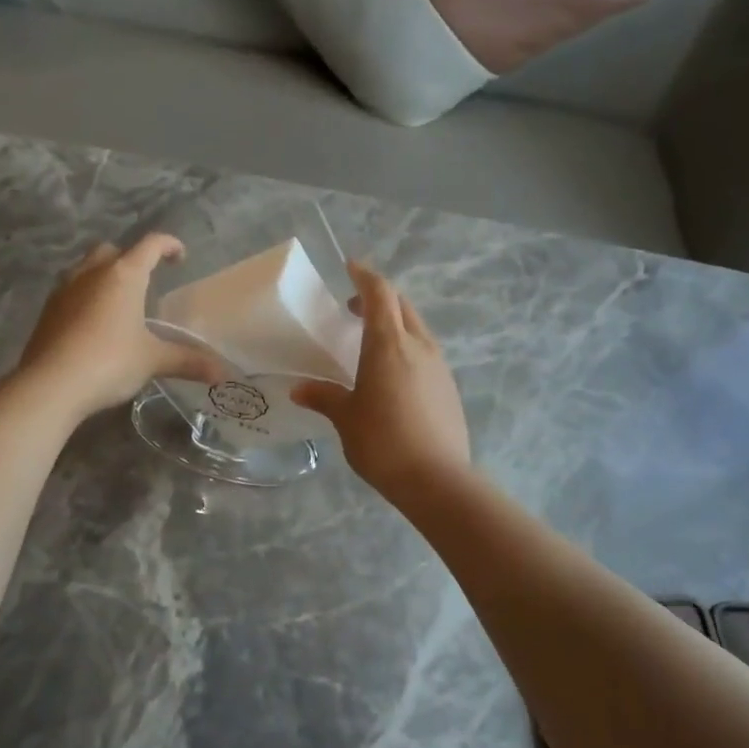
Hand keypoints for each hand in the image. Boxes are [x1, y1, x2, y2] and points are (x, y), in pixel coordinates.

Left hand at [17, 234, 224, 421]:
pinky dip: (86, 297)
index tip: (180, 256)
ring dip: (104, 276)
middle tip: (145, 281)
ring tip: (119, 302)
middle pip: (113, 251)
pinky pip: (71, 291)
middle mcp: (92, 273)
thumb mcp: (153, 360)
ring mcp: (64, 289)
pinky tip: (93, 324)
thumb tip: (223, 373)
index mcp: (124, 275)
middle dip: (130, 259)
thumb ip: (187, 361)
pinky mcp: (47, 311)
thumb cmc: (110, 362)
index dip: (168, 245)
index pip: (150, 245)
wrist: (51, 384)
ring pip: (87, 268)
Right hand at [291, 261, 469, 499]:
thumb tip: (299, 390)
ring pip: (416, 328)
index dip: (364, 276)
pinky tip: (392, 375)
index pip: (380, 292)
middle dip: (378, 298)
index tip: (349, 268)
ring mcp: (439, 365)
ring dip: (394, 324)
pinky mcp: (449, 386)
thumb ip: (324, 397)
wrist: (437, 479)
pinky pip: (426, 352)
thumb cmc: (383, 442)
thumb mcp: (346, 418)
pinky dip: (407, 348)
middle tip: (352, 309)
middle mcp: (418, 345)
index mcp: (388, 344)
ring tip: (370, 343)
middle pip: (402, 305)